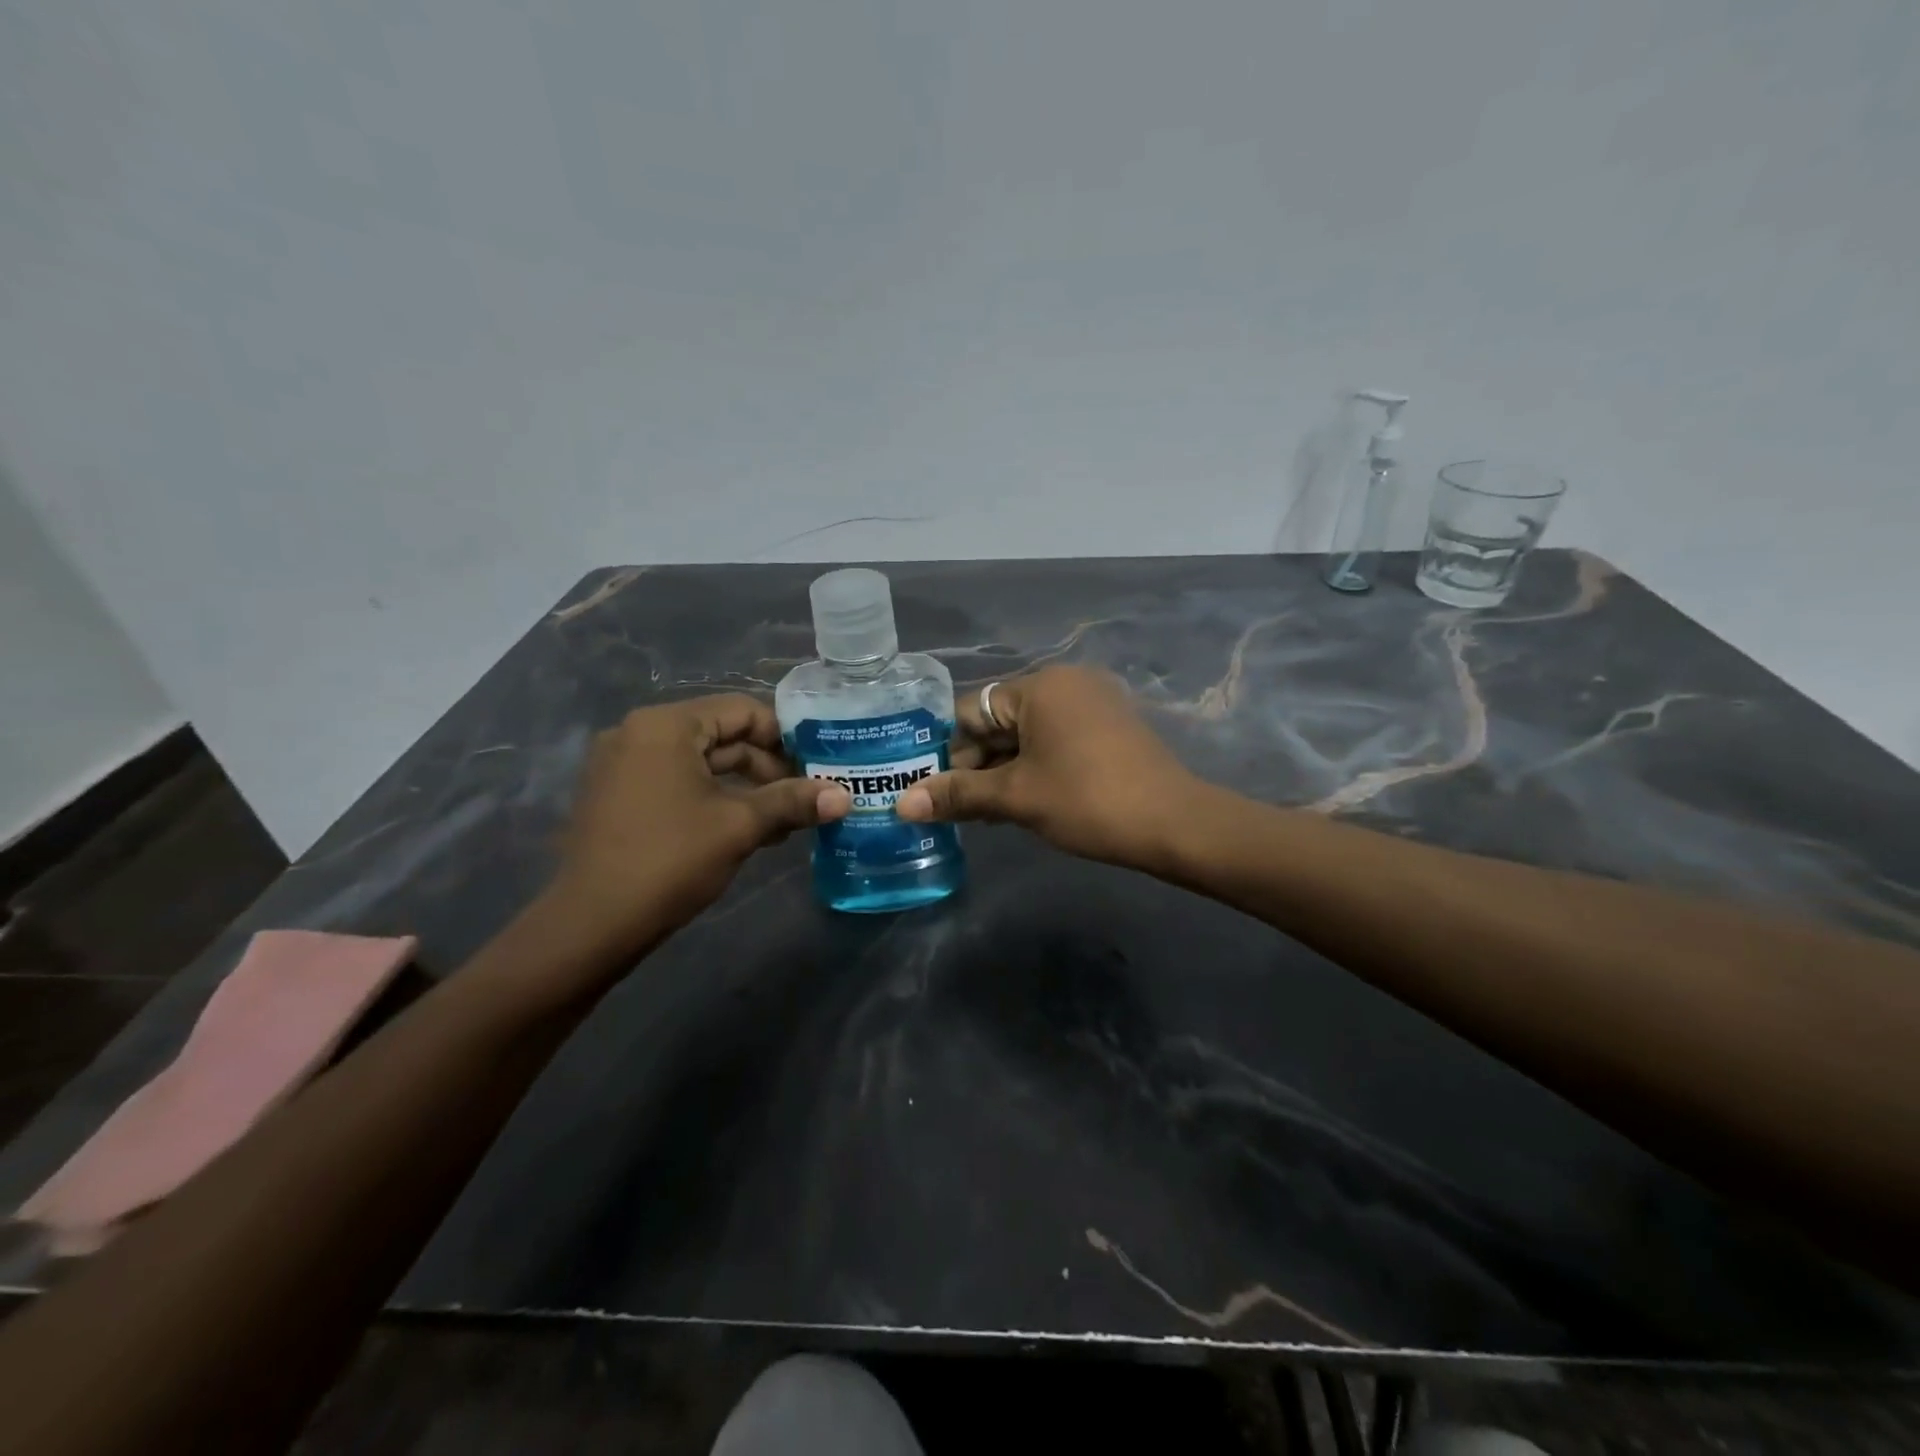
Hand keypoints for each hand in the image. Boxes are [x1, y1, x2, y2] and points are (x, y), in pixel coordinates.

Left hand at [543, 695, 849, 956]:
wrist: (591, 925)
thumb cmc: (669, 860)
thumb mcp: (739, 826)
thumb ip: (793, 802)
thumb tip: (844, 796)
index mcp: (666, 726)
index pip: (742, 710)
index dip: (786, 736)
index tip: (818, 766)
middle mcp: (639, 733)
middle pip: (722, 735)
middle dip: (768, 766)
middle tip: (805, 797)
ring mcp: (623, 765)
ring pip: (701, 762)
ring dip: (745, 787)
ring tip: (783, 820)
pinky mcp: (618, 796)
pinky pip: (678, 782)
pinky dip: (714, 798)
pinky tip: (744, 830)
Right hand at [896, 665, 1197, 872]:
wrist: (1174, 824)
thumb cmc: (1088, 801)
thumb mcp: (1017, 797)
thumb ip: (958, 795)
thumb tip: (901, 805)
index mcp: (1040, 686)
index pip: (970, 711)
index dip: (946, 752)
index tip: (932, 791)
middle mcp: (1065, 683)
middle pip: (998, 721)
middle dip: (975, 766)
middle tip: (956, 810)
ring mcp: (1091, 704)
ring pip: (1026, 735)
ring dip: (1001, 771)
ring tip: (983, 815)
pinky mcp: (1107, 727)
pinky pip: (1054, 741)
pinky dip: (1032, 768)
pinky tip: (1020, 803)